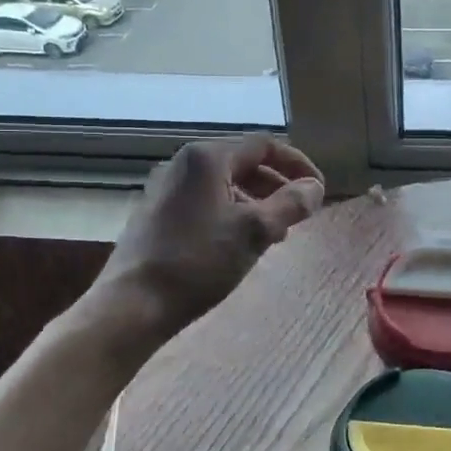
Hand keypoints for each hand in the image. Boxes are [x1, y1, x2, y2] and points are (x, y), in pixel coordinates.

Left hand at [100, 135, 323, 333]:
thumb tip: (315, 187)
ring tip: (275, 235)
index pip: (265, 146)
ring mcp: (166, 188)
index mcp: (207, 158)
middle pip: (244, 164)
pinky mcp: (157, 214)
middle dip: (277, 187)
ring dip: (257, 203)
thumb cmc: (198, 261)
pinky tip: (240, 245)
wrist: (132, 303)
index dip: (298, 165)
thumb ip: (291, 204)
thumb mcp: (255, 232)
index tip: (318, 191)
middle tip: (299, 216)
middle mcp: (184, 163)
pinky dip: (232, 214)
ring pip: (226, 186)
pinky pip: (206, 202)